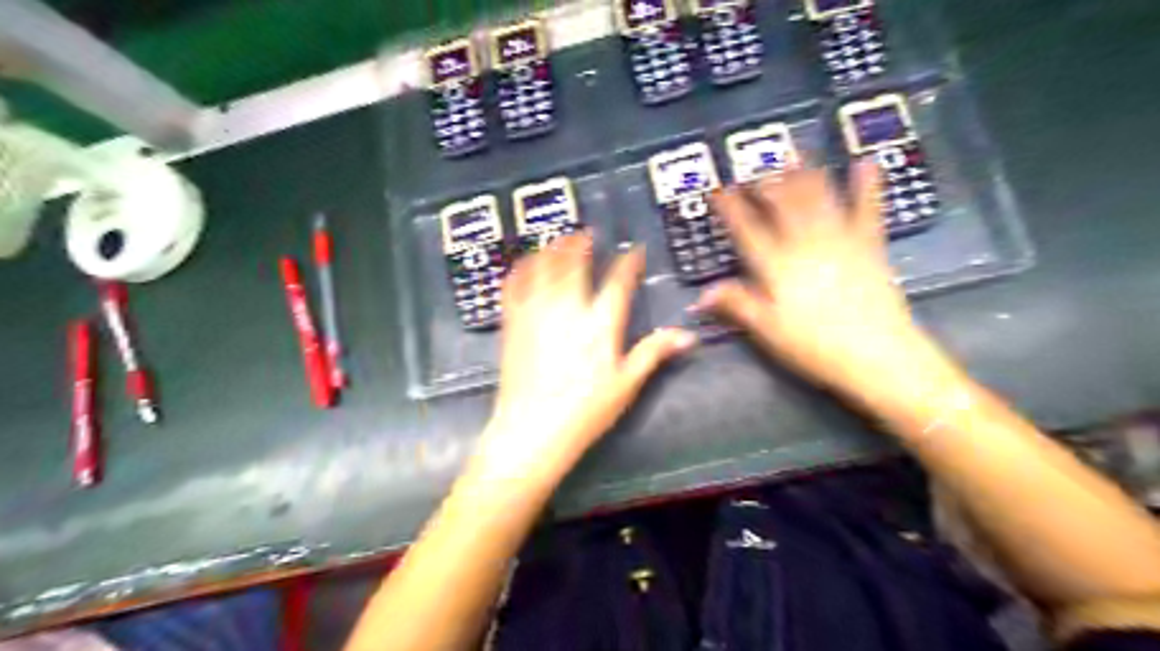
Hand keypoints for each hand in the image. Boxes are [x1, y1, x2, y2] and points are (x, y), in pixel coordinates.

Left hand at [473, 234, 692, 483]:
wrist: (533, 428)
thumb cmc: (585, 410)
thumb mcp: (626, 384)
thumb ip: (654, 353)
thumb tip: (687, 336)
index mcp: (600, 323)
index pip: (619, 281)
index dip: (629, 261)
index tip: (634, 250)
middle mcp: (568, 308)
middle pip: (574, 262)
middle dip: (581, 243)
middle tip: (586, 233)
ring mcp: (536, 312)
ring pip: (543, 266)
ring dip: (552, 248)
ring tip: (558, 239)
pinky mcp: (513, 322)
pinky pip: (514, 285)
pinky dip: (520, 269)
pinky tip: (523, 262)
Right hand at [697, 160, 929, 398]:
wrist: (877, 356)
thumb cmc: (814, 346)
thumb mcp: (767, 330)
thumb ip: (736, 305)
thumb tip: (700, 295)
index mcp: (776, 265)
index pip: (746, 229)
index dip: (730, 208)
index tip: (717, 189)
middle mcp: (805, 243)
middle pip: (781, 204)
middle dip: (765, 182)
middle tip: (753, 165)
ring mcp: (840, 240)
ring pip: (818, 197)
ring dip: (803, 173)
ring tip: (792, 151)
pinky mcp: (869, 245)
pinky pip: (867, 209)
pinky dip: (867, 185)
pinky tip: (866, 162)